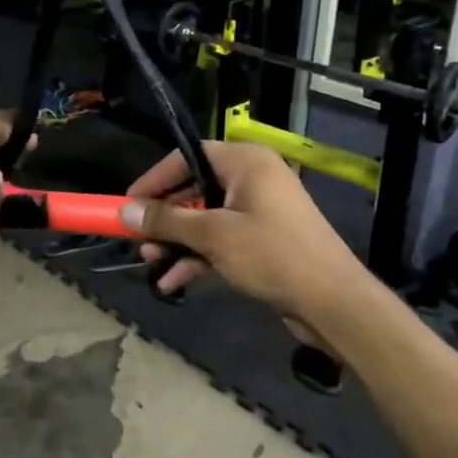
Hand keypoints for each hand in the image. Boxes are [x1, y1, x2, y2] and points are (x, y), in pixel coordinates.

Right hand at [118, 141, 366, 324]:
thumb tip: (124, 211)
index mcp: (245, 162)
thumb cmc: (272, 254)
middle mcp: (252, 179)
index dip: (155, 179)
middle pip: (194, 189)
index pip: (188, 157)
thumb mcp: (213, 235)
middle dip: (164, 218)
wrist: (332, 301)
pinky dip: (198, 257)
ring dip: (177, 241)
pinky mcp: (263, 241)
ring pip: (205, 219)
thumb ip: (166, 221)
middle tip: (137, 239)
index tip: (127, 202)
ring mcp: (259, 211)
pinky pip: (221, 240)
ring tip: (150, 262)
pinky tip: (174, 281)